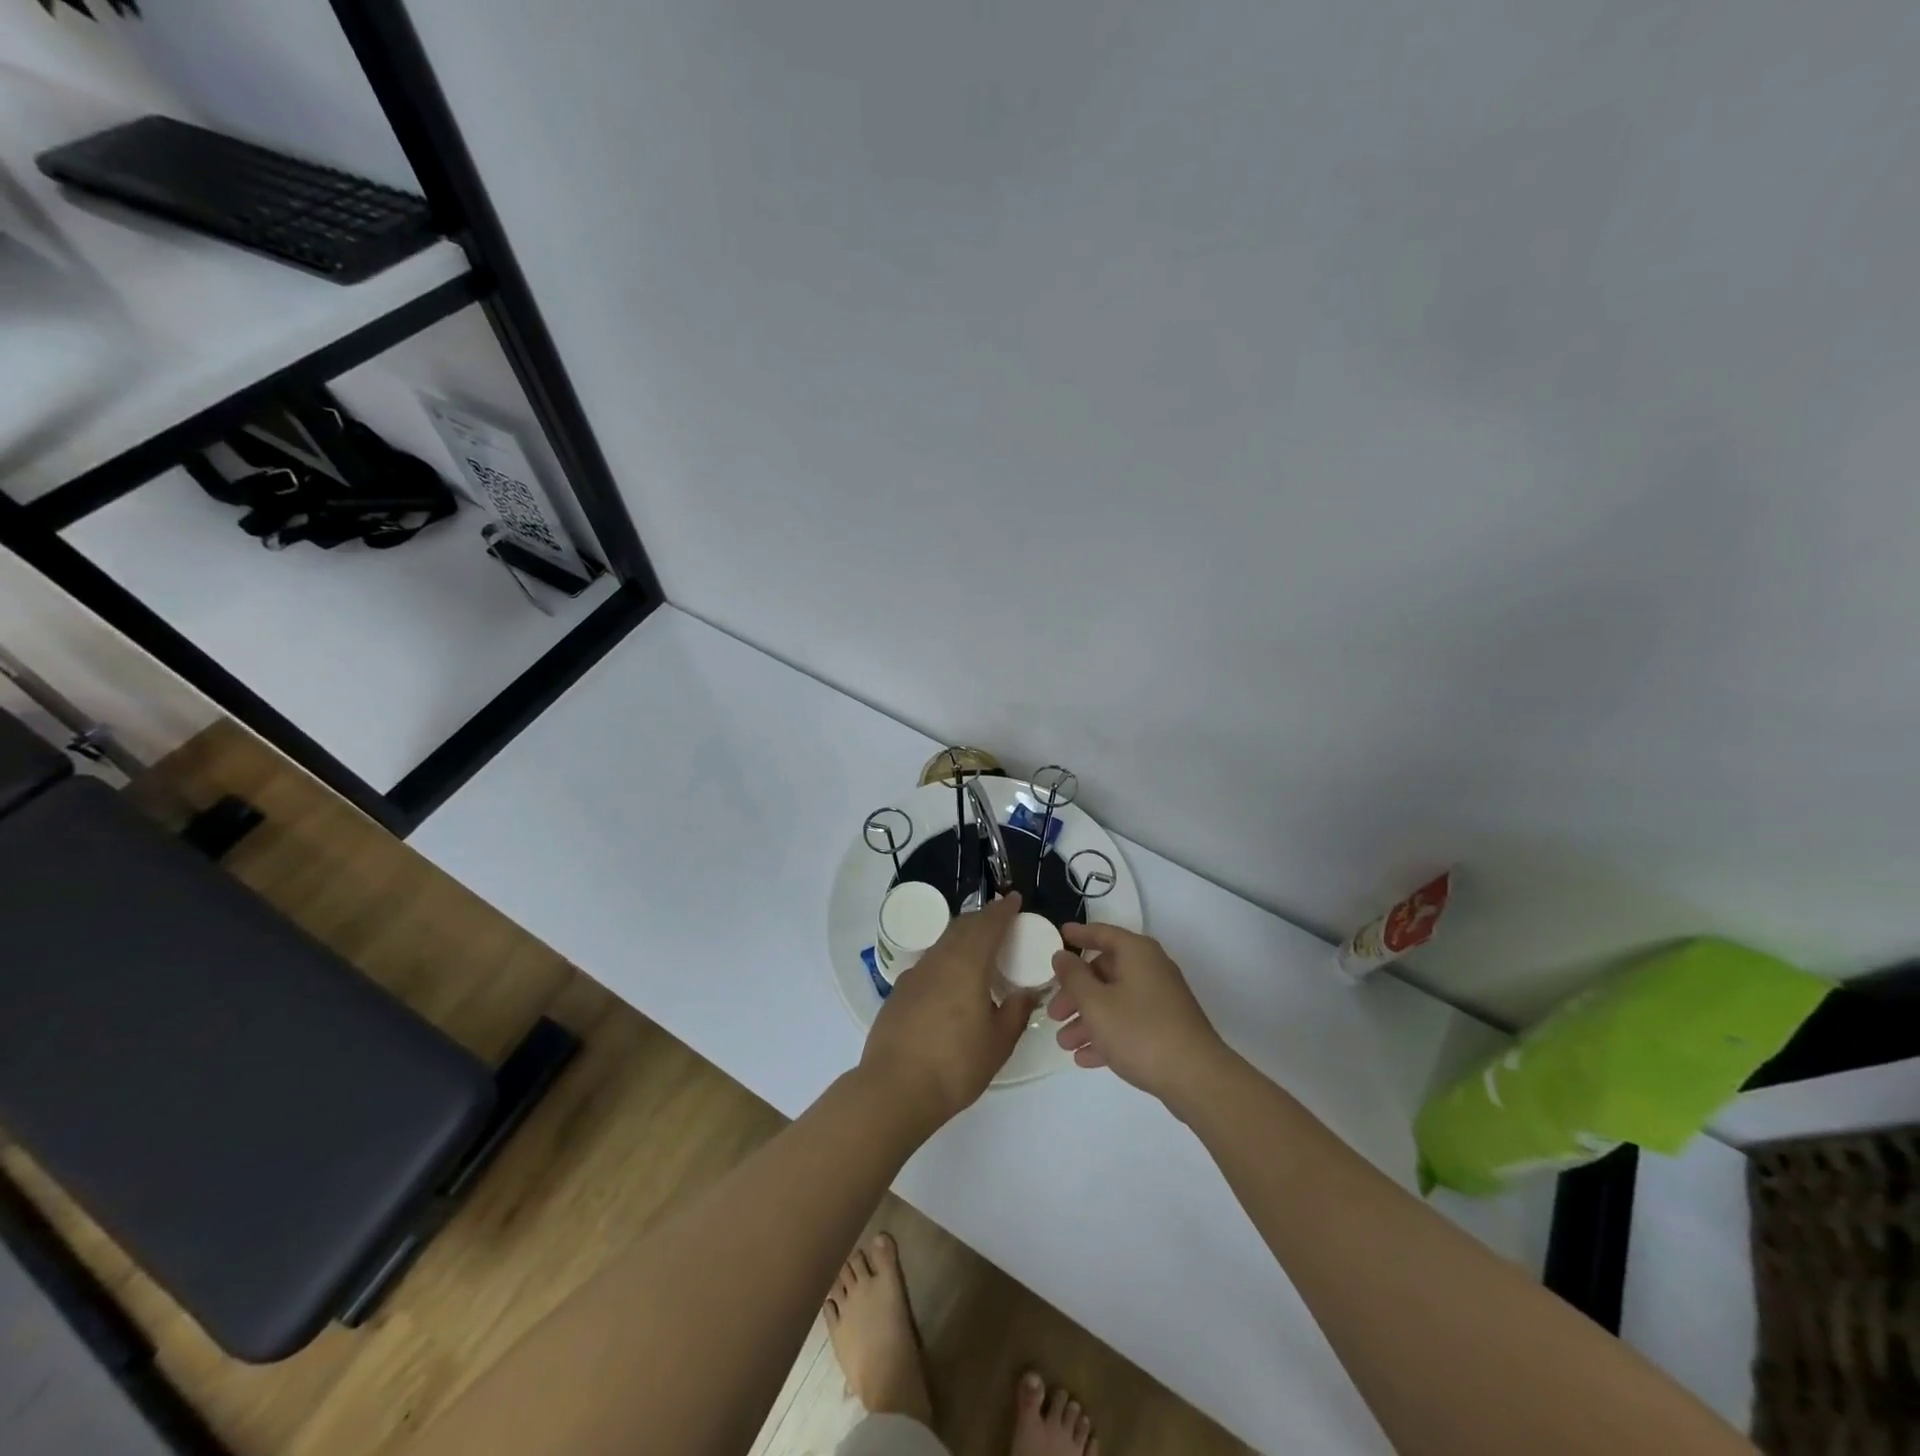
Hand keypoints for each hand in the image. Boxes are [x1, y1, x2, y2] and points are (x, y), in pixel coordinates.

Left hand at [860, 893, 1034, 1136]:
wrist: (894, 1088)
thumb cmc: (955, 1065)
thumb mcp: (998, 1042)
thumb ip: (1016, 1011)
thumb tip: (1027, 991)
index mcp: (967, 965)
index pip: (988, 925)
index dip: (1003, 910)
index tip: (1014, 899)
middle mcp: (938, 960)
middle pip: (962, 927)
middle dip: (982, 919)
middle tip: (999, 922)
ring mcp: (914, 975)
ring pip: (942, 944)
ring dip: (962, 938)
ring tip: (978, 950)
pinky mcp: (899, 993)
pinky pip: (928, 964)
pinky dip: (945, 960)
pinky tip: (950, 981)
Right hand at [1048, 923, 1228, 1104]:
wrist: (1197, 1079)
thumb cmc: (1140, 1031)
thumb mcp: (1096, 1003)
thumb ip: (1073, 977)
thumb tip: (1062, 955)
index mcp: (1137, 953)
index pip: (1103, 934)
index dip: (1079, 934)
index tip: (1059, 935)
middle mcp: (1151, 970)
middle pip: (1105, 972)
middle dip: (1076, 993)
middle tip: (1054, 1013)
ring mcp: (1161, 1000)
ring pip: (1115, 1001)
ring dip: (1087, 1020)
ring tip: (1064, 1043)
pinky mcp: (1167, 1029)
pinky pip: (1129, 1024)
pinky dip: (1107, 1035)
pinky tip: (1085, 1058)